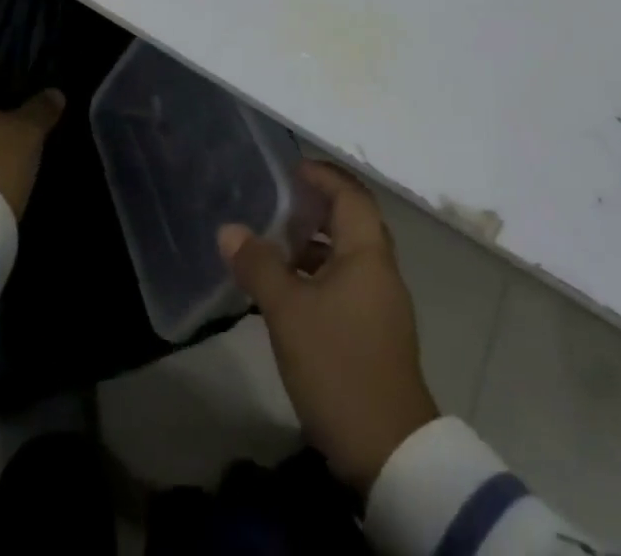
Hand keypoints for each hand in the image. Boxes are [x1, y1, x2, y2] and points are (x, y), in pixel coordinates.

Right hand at [219, 161, 438, 491]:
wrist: (390, 451)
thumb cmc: (339, 365)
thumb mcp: (288, 312)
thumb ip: (258, 265)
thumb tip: (229, 229)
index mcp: (367, 253)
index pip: (350, 195)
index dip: (322, 176)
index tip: (291, 168)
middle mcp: (380, 270)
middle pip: (352, 221)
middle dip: (317, 206)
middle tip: (280, 202)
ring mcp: (382, 304)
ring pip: (348, 254)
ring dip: (317, 242)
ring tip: (278, 243)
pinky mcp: (377, 332)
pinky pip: (348, 282)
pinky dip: (321, 272)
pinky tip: (291, 290)